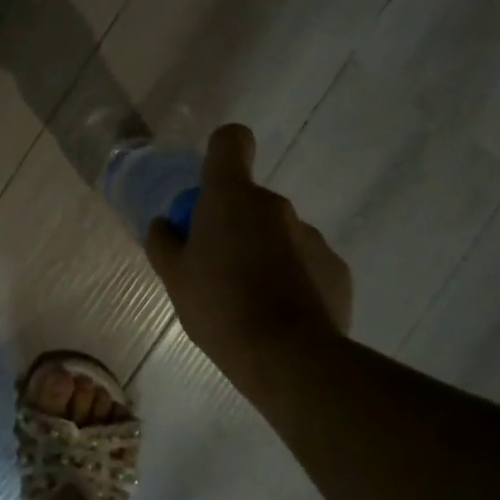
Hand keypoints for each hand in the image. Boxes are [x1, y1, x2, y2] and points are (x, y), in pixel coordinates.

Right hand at [145, 124, 352, 392]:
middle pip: (249, 200)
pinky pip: (304, 262)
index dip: (220, 154)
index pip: (230, 142)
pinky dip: (292, 279)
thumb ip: (164, 243)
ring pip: (277, 233)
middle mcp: (275, 205)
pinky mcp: (335, 268)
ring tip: (249, 301)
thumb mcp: (174, 278)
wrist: (289, 358)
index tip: (209, 188)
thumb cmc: (220, 307)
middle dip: (233, 225)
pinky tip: (281, 315)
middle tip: (216, 269)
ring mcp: (311, 235)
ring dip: (262, 253)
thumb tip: (165, 224)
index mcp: (231, 197)